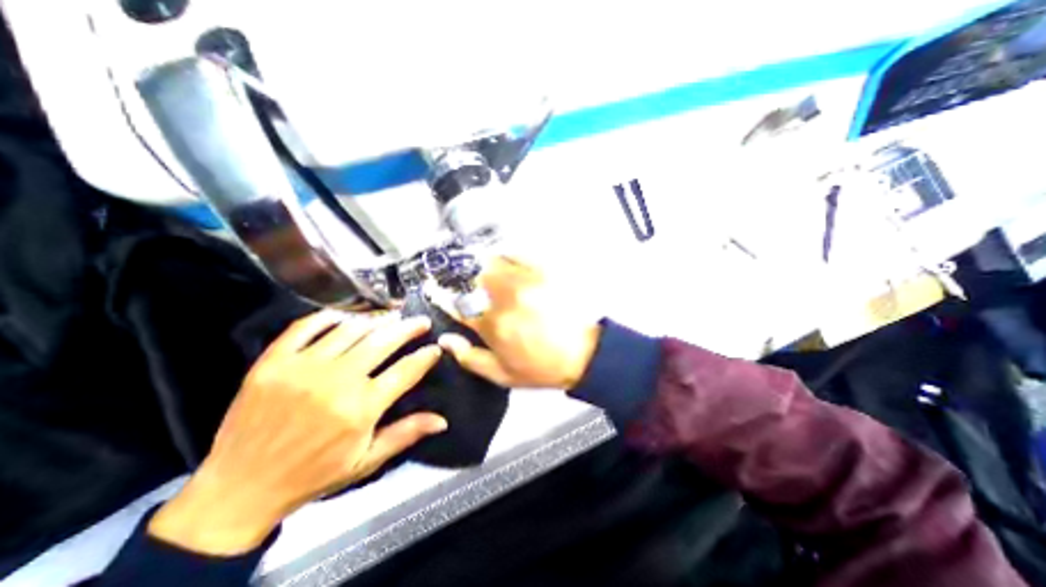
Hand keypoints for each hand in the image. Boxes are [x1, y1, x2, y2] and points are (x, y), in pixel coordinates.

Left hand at [147, 311, 444, 554]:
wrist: (238, 490)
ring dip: (376, 319)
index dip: (425, 356)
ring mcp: (302, 367)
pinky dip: (329, 316)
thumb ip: (405, 434)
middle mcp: (336, 381)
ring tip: (391, 316)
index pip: (406, 371)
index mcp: (361, 408)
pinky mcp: (273, 362)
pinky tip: (345, 315)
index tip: (436, 348)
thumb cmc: (312, 475)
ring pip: (350, 329)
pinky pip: (306, 327)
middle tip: (420, 320)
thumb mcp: (366, 461)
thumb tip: (443, 420)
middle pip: (382, 341)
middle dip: (408, 328)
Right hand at [437, 256, 600, 388]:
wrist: (583, 355)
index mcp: (493, 325)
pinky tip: (508, 261)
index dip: (441, 295)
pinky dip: (509, 256)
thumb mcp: (502, 374)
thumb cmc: (541, 368)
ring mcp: (526, 283)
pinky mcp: (544, 274)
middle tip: (471, 285)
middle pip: (475, 277)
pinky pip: (520, 255)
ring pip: (495, 261)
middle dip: (469, 280)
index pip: (458, 305)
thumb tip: (447, 339)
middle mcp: (506, 299)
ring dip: (487, 266)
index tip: (433, 287)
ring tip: (489, 272)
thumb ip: (470, 358)